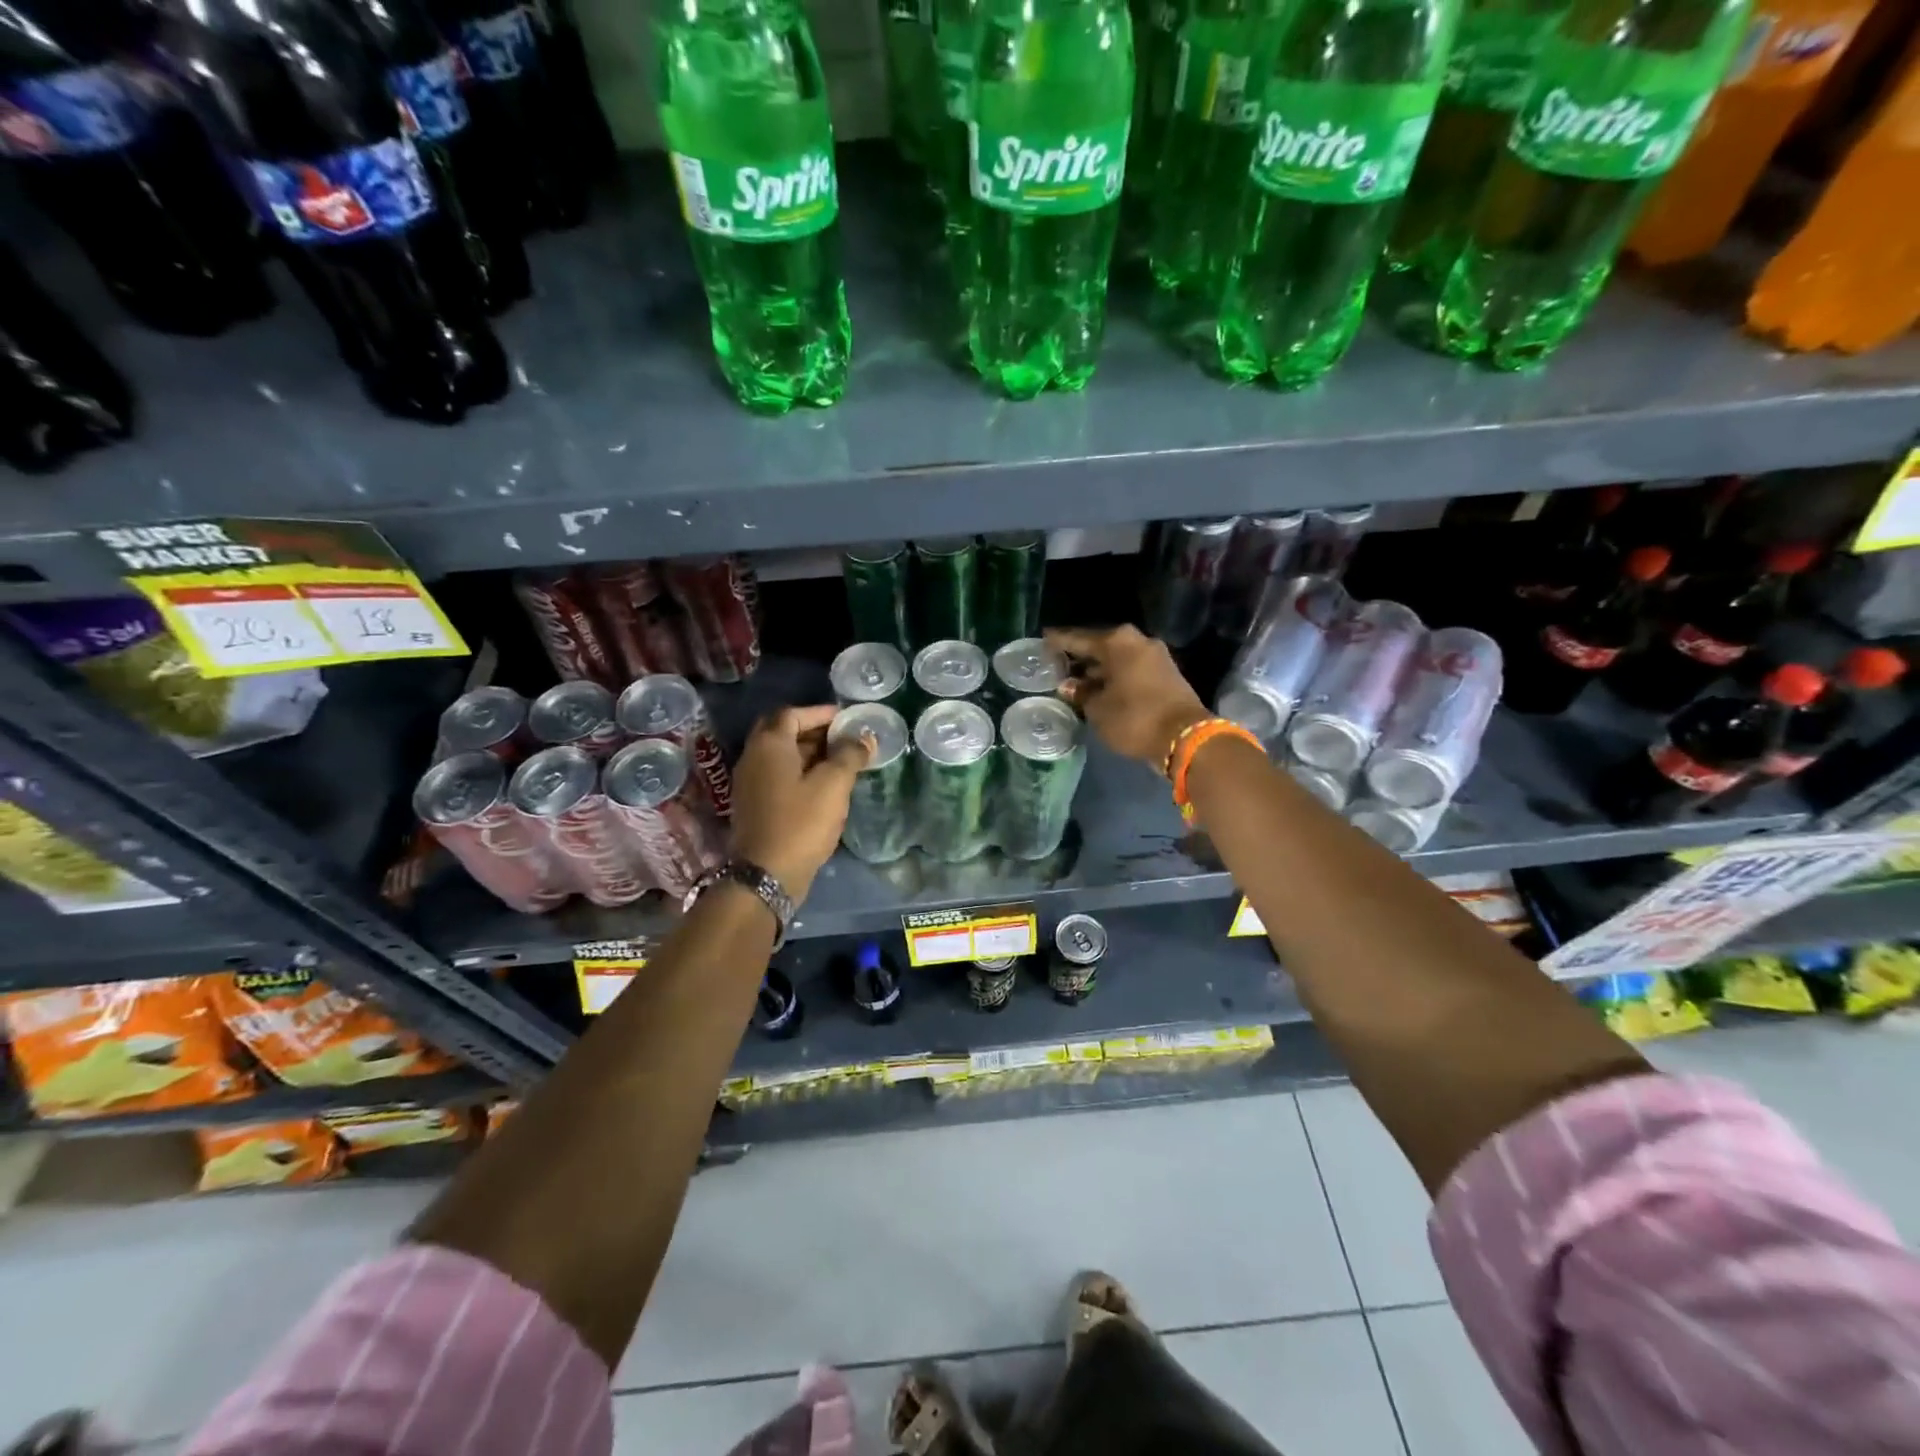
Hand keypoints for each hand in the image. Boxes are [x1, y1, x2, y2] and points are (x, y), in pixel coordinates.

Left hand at [728, 704, 870, 900]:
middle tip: (841, 737)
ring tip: (839, 760)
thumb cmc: (801, 822)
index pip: (792, 714)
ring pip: (779, 755)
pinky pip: (777, 775)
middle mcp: (753, 757)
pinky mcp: (753, 804)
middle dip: (812, 731)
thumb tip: (864, 737)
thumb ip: (850, 755)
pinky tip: (822, 785)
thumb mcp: (833, 785)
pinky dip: (798, 772)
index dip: (820, 713)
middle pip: (782, 732)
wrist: (766, 874)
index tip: (846, 719)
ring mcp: (749, 782)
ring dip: (807, 752)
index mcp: (769, 745)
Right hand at [1047, 626, 1208, 771]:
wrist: (1185, 738)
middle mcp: (1138, 641)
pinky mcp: (1165, 673)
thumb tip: (1069, 685)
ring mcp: (1155, 656)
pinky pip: (1131, 669)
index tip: (1043, 638)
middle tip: (1057, 663)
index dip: (1059, 640)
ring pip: (1117, 658)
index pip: (1079, 638)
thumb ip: (1081, 694)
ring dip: (1098, 668)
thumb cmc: (1134, 718)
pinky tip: (1099, 687)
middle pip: (1101, 645)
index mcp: (1118, 642)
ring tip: (1075, 679)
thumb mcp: (1098, 709)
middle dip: (1080, 656)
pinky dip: (1114, 676)